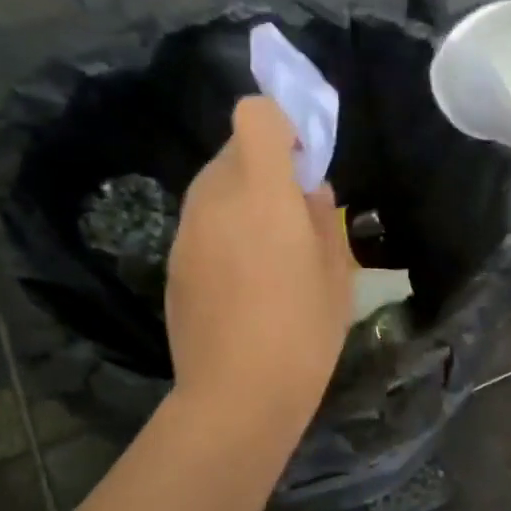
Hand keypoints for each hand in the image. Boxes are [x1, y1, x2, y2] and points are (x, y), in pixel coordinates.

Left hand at [166, 96, 352, 429]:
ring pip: (215, 188)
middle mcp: (215, 199)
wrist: (237, 395)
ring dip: (243, 200)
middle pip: (233, 150)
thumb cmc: (303, 334)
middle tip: (293, 215)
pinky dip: (223, 233)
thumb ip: (324, 220)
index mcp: (262, 193)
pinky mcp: (173, 262)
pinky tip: (243, 284)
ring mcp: (187, 232)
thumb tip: (310, 192)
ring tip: (269, 255)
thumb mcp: (336, 276)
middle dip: (265, 167)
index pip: (255, 116)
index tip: (303, 162)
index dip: (281, 124)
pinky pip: (202, 225)